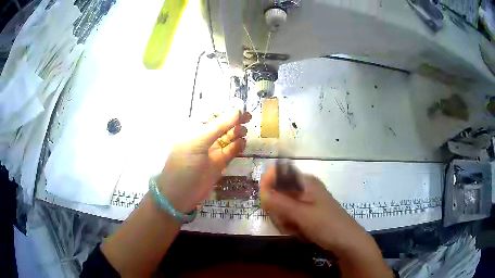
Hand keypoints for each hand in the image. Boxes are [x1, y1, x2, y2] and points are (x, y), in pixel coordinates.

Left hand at [157, 110, 251, 212]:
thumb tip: (238, 109)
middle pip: (223, 124)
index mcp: (195, 128)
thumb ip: (219, 125)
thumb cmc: (184, 163)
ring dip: (237, 132)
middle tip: (248, 117)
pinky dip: (238, 146)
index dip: (226, 109)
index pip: (213, 113)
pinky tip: (242, 144)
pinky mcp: (220, 162)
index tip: (241, 107)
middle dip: (235, 119)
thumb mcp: (199, 141)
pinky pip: (231, 150)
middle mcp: (205, 137)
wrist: (180, 193)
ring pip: (229, 136)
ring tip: (243, 132)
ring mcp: (213, 150)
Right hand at [259, 166, 364, 250]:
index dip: (269, 185)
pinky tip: (298, 232)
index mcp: (305, 182)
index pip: (279, 174)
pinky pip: (289, 217)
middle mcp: (304, 189)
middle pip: (278, 193)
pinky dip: (290, 225)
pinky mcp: (306, 214)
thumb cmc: (327, 225)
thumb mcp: (302, 214)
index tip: (266, 202)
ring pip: (282, 207)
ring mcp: (305, 202)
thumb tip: (261, 191)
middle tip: (286, 222)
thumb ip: (280, 203)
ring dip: (283, 220)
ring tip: (294, 229)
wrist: (347, 242)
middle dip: (277, 210)